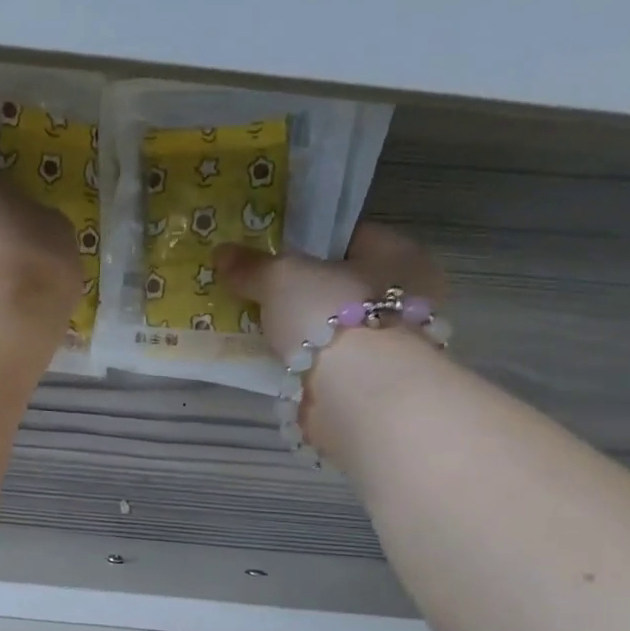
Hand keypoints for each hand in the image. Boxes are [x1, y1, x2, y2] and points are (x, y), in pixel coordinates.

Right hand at [214, 224, 447, 364]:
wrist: (359, 392)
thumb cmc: (331, 315)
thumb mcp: (281, 279)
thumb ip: (253, 266)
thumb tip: (221, 252)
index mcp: (399, 254)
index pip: (352, 238)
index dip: (312, 243)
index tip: (276, 255)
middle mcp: (408, 295)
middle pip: (344, 285)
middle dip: (307, 291)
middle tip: (263, 295)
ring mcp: (394, 343)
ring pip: (339, 327)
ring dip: (307, 331)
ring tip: (264, 330)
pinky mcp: (376, 382)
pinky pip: (334, 361)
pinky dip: (310, 362)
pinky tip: (280, 363)